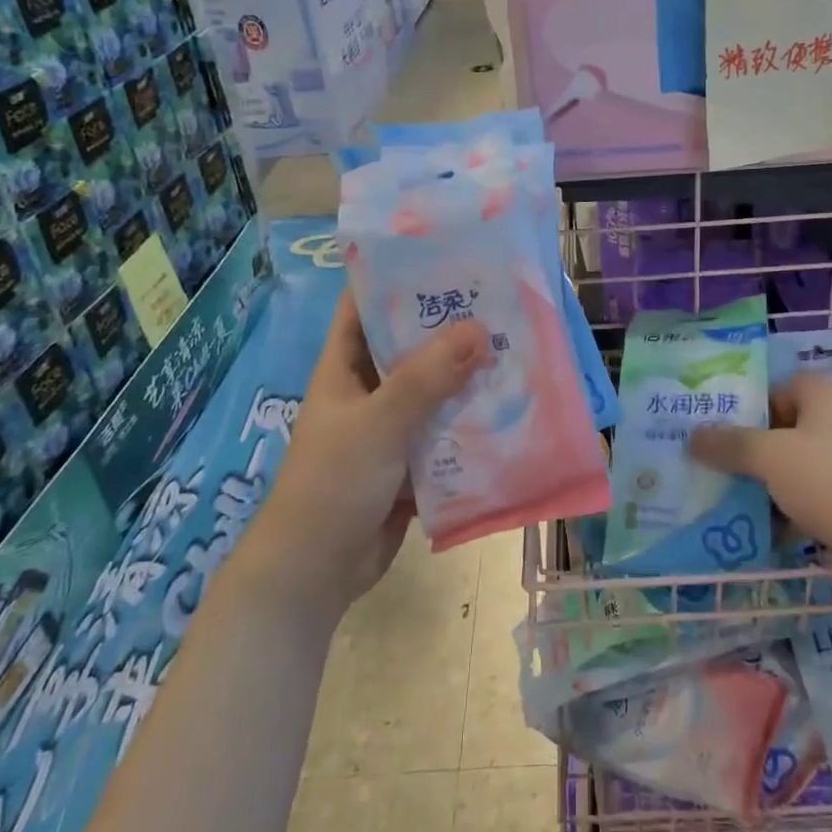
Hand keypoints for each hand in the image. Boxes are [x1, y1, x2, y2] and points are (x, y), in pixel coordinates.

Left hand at [233, 291, 492, 615]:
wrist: (315, 574)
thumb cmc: (332, 485)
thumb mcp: (377, 424)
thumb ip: (426, 379)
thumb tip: (479, 329)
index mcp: (344, 367)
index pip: (365, 305)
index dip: (398, 277)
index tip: (446, 257)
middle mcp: (368, 389)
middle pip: (410, 345)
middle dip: (450, 327)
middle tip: (501, 302)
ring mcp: (391, 426)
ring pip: (434, 389)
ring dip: (467, 375)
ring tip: (516, 347)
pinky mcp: (411, 460)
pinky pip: (446, 430)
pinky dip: (471, 421)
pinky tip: (511, 407)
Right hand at [689, 373, 831, 605]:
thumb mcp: (773, 457)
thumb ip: (731, 444)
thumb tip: (693, 435)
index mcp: (826, 397)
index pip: (778, 388)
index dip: (746, 405)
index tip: (712, 428)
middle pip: (784, 432)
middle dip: (748, 452)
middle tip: (706, 467)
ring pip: (796, 473)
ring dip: (764, 489)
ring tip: (720, 504)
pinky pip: (811, 506)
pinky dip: (787, 518)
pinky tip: (756, 536)